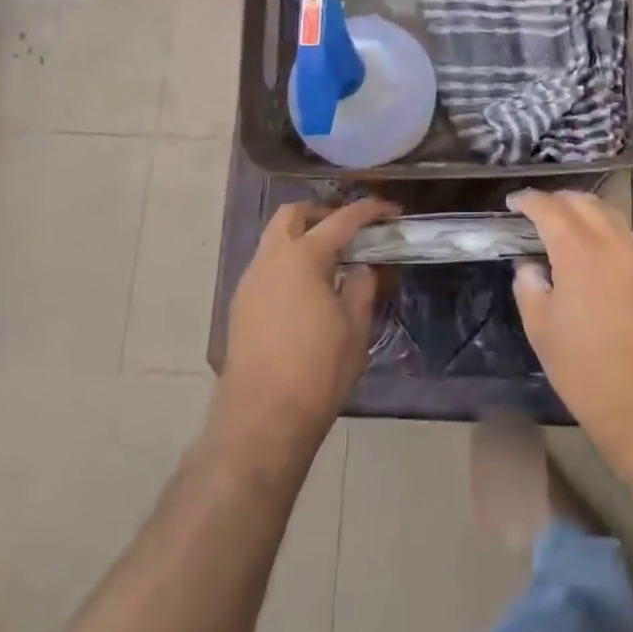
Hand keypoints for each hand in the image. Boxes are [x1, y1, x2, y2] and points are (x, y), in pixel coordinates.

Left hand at [219, 198, 396, 449]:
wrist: (262, 420)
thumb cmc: (317, 369)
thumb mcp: (355, 326)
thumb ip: (362, 285)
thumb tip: (361, 267)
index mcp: (302, 257)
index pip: (341, 219)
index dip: (369, 211)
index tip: (392, 210)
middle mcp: (269, 260)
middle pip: (292, 215)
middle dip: (322, 213)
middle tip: (350, 230)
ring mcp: (249, 284)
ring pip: (274, 241)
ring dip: (302, 239)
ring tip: (333, 263)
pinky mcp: (240, 308)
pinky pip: (267, 269)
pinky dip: (289, 264)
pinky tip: (309, 292)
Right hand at [508, 189, 632, 463]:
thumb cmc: (587, 373)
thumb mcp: (542, 333)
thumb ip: (530, 289)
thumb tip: (529, 267)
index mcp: (581, 254)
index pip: (551, 209)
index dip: (529, 200)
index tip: (513, 202)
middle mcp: (614, 244)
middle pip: (584, 202)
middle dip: (557, 200)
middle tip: (536, 211)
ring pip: (610, 215)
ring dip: (584, 211)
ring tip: (563, 225)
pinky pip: (625, 236)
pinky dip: (604, 230)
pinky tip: (592, 250)